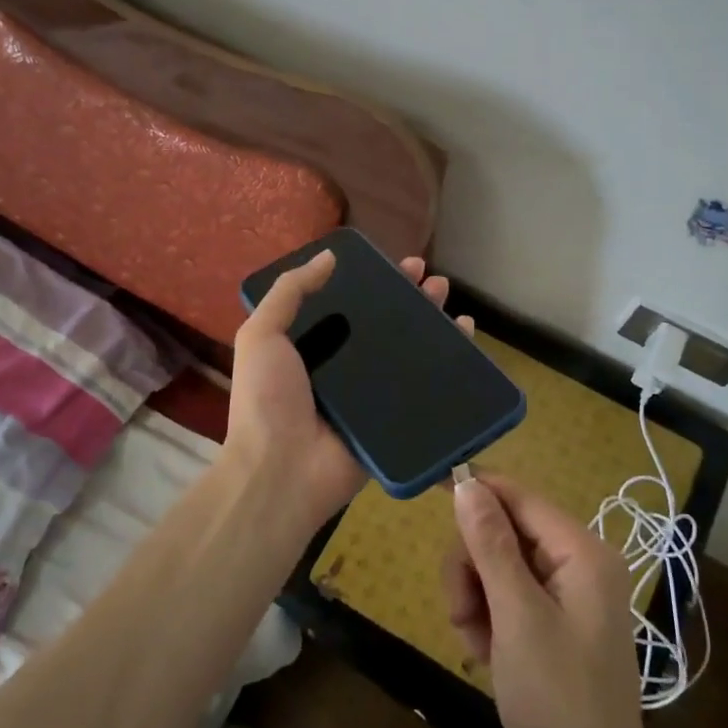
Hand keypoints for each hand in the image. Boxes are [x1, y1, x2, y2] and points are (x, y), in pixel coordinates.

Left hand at [225, 249, 472, 536]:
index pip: (351, 305)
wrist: (281, 471)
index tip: (402, 265)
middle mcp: (343, 367)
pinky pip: (422, 391)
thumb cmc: (267, 400)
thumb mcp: (262, 335)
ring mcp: (369, 396)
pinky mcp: (391, 421)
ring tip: (455, 306)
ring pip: (409, 355)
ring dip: (433, 328)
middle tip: (436, 282)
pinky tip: (466, 344)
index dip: (377, 283)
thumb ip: (289, 292)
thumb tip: (329, 256)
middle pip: (386, 326)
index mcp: (312, 346)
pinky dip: (447, 369)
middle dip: (412, 301)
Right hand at [445, 475, 651, 727]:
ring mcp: (568, 595)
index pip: (520, 497)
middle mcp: (579, 564)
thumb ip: (491, 545)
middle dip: (474, 568)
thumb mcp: (517, 616)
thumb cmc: (558, 699)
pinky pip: (509, 597)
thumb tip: (468, 484)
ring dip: (476, 599)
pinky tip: (487, 654)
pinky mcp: (555, 623)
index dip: (477, 491)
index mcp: (583, 552)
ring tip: (475, 642)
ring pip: (499, 566)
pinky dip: (489, 619)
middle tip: (461, 611)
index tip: (432, 490)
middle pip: (504, 533)